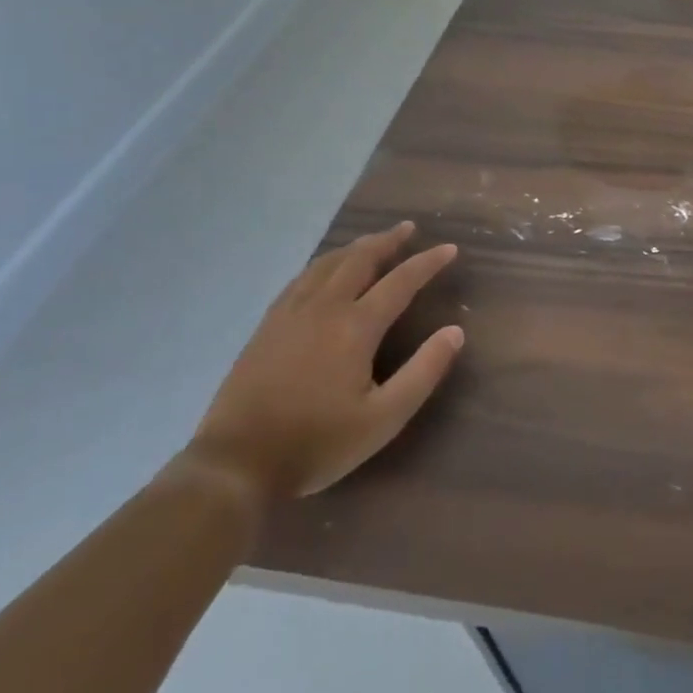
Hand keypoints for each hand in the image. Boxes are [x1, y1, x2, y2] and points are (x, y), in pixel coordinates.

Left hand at [187, 223, 462, 499]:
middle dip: (387, 241)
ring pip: (327, 264)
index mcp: (355, 327)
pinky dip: (324, 264)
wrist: (236, 463)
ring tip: (373, 241)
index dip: (427, 263)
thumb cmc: (318, 442)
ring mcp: (289, 314)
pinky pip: (301, 279)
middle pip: (359, 260)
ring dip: (355, 247)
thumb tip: (455, 332)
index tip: (450, 249)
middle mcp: (323, 308)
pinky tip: (325, 270)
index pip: (400, 281)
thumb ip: (424, 371)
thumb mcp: (384, 418)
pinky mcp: (266, 326)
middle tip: (408, 228)